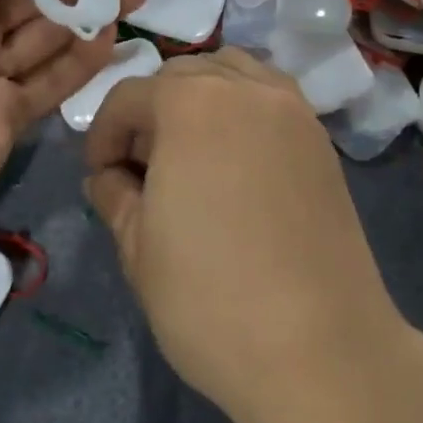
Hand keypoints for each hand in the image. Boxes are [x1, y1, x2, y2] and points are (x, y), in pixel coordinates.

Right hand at [83, 50, 418, 422]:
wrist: (320, 348)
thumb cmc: (211, 299)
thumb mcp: (138, 249)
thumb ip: (115, 196)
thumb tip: (109, 177)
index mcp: (191, 104)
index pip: (130, 96)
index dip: (104, 134)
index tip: (101, 177)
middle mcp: (246, 88)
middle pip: (183, 75)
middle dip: (151, 111)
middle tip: (142, 168)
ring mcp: (292, 110)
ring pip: (233, 73)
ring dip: (200, 97)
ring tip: (190, 153)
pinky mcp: (321, 139)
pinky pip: (271, 98)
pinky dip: (243, 108)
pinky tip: (235, 159)